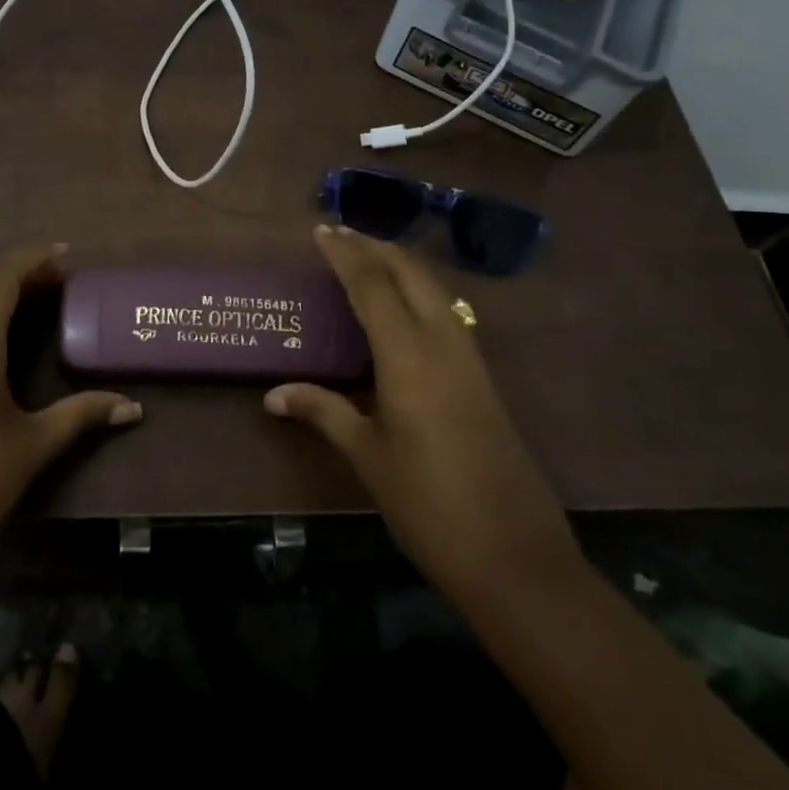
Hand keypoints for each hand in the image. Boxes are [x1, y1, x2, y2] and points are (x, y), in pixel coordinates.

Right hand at [266, 225, 579, 610]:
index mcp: (408, 355)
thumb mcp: (368, 457)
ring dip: (399, 264)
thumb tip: (272, 395)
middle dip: (374, 246)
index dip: (344, 254)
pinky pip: (446, 310)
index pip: (371, 285)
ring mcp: (469, 357)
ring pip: (433, 287)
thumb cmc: (429, 505)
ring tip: (367, 258)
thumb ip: (322, 413)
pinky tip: (403, 306)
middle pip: (409, 272)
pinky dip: (418, 290)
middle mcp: (442, 341)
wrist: (516, 558)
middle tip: (340, 235)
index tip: (321, 230)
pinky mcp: (482, 376)